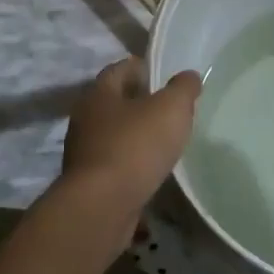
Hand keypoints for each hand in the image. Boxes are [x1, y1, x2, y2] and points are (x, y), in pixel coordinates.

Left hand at [61, 57, 201, 211]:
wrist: (102, 206)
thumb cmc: (135, 146)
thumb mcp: (170, 109)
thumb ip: (182, 89)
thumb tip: (188, 76)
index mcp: (99, 94)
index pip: (119, 69)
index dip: (142, 67)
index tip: (164, 73)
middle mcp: (85, 119)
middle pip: (115, 102)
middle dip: (139, 101)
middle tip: (169, 106)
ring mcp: (84, 152)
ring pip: (114, 133)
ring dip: (135, 133)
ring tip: (164, 138)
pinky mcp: (89, 181)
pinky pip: (115, 162)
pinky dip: (132, 161)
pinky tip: (151, 168)